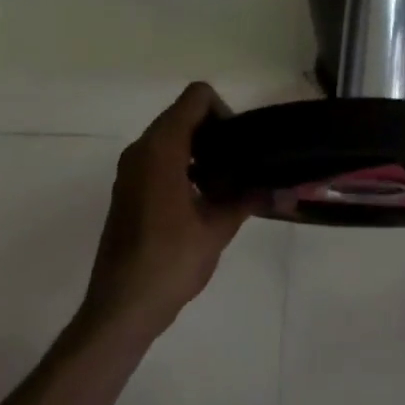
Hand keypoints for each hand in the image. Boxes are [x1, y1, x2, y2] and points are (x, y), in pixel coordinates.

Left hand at [80, 83, 252, 342]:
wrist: (122, 306)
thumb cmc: (170, 262)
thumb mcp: (217, 229)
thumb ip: (248, 198)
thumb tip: (282, 189)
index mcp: (161, 149)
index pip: (196, 98)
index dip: (224, 112)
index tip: (241, 146)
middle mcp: (141, 150)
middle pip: (183, 115)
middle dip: (216, 133)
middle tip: (242, 166)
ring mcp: (130, 170)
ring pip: (171, 138)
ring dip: (201, 151)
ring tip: (227, 184)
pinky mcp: (128, 190)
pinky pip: (159, 160)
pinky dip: (184, 166)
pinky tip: (204, 200)